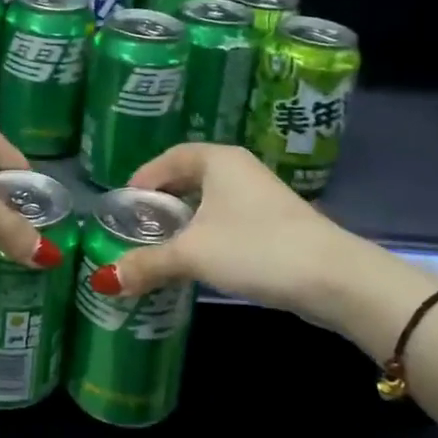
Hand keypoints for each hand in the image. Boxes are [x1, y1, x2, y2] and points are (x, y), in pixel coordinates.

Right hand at [93, 143, 351, 322]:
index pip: (169, 158)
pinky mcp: (275, 223)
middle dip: (162, 202)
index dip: (143, 178)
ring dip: (185, 221)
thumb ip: (148, 263)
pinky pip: (227, 219)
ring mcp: (260, 196)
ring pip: (210, 201)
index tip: (124, 205)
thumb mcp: (193, 254)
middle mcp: (239, 169)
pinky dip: (207, 233)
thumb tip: (105, 280)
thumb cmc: (255, 248)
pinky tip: (199, 259)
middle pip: (189, 178)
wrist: (332, 277)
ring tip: (161, 245)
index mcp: (218, 160)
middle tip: (138, 226)